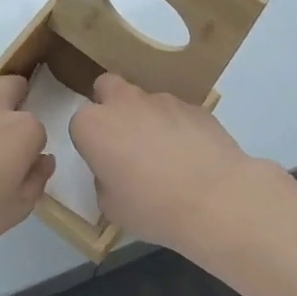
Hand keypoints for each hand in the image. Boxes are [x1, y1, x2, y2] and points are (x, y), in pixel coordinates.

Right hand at [68, 74, 266, 253]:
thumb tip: (116, 172)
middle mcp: (124, 103)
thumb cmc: (152, 208)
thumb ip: (104, 180)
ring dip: (149, 119)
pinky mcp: (195, 106)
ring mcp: (162, 100)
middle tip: (125, 140)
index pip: (80, 123)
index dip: (91, 142)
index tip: (104, 162)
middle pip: (107, 88)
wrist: (216, 200)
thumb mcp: (111, 206)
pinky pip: (178, 113)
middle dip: (111, 106)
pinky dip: (179, 127)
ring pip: (146, 101)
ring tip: (168, 156)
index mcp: (93, 125)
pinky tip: (193, 156)